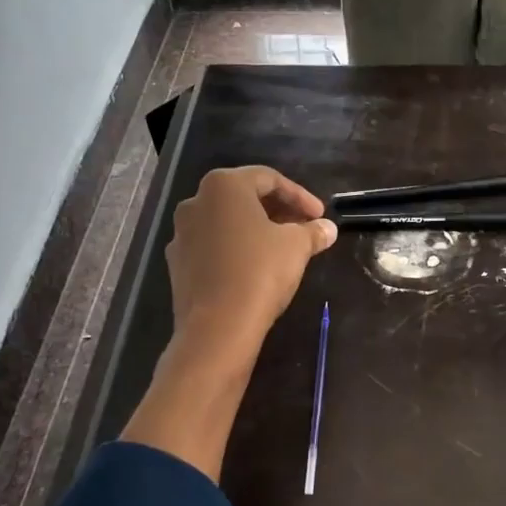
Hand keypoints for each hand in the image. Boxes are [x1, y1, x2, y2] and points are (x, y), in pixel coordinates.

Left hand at [167, 166, 335, 350]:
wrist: (217, 327)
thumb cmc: (260, 272)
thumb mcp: (297, 247)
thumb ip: (312, 232)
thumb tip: (328, 228)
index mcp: (224, 186)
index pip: (268, 179)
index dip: (299, 195)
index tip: (320, 215)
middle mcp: (196, 202)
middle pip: (244, 198)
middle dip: (277, 211)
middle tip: (304, 227)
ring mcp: (182, 234)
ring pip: (226, 223)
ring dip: (256, 230)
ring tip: (282, 248)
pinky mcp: (178, 264)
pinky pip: (213, 247)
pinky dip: (236, 249)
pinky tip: (255, 268)